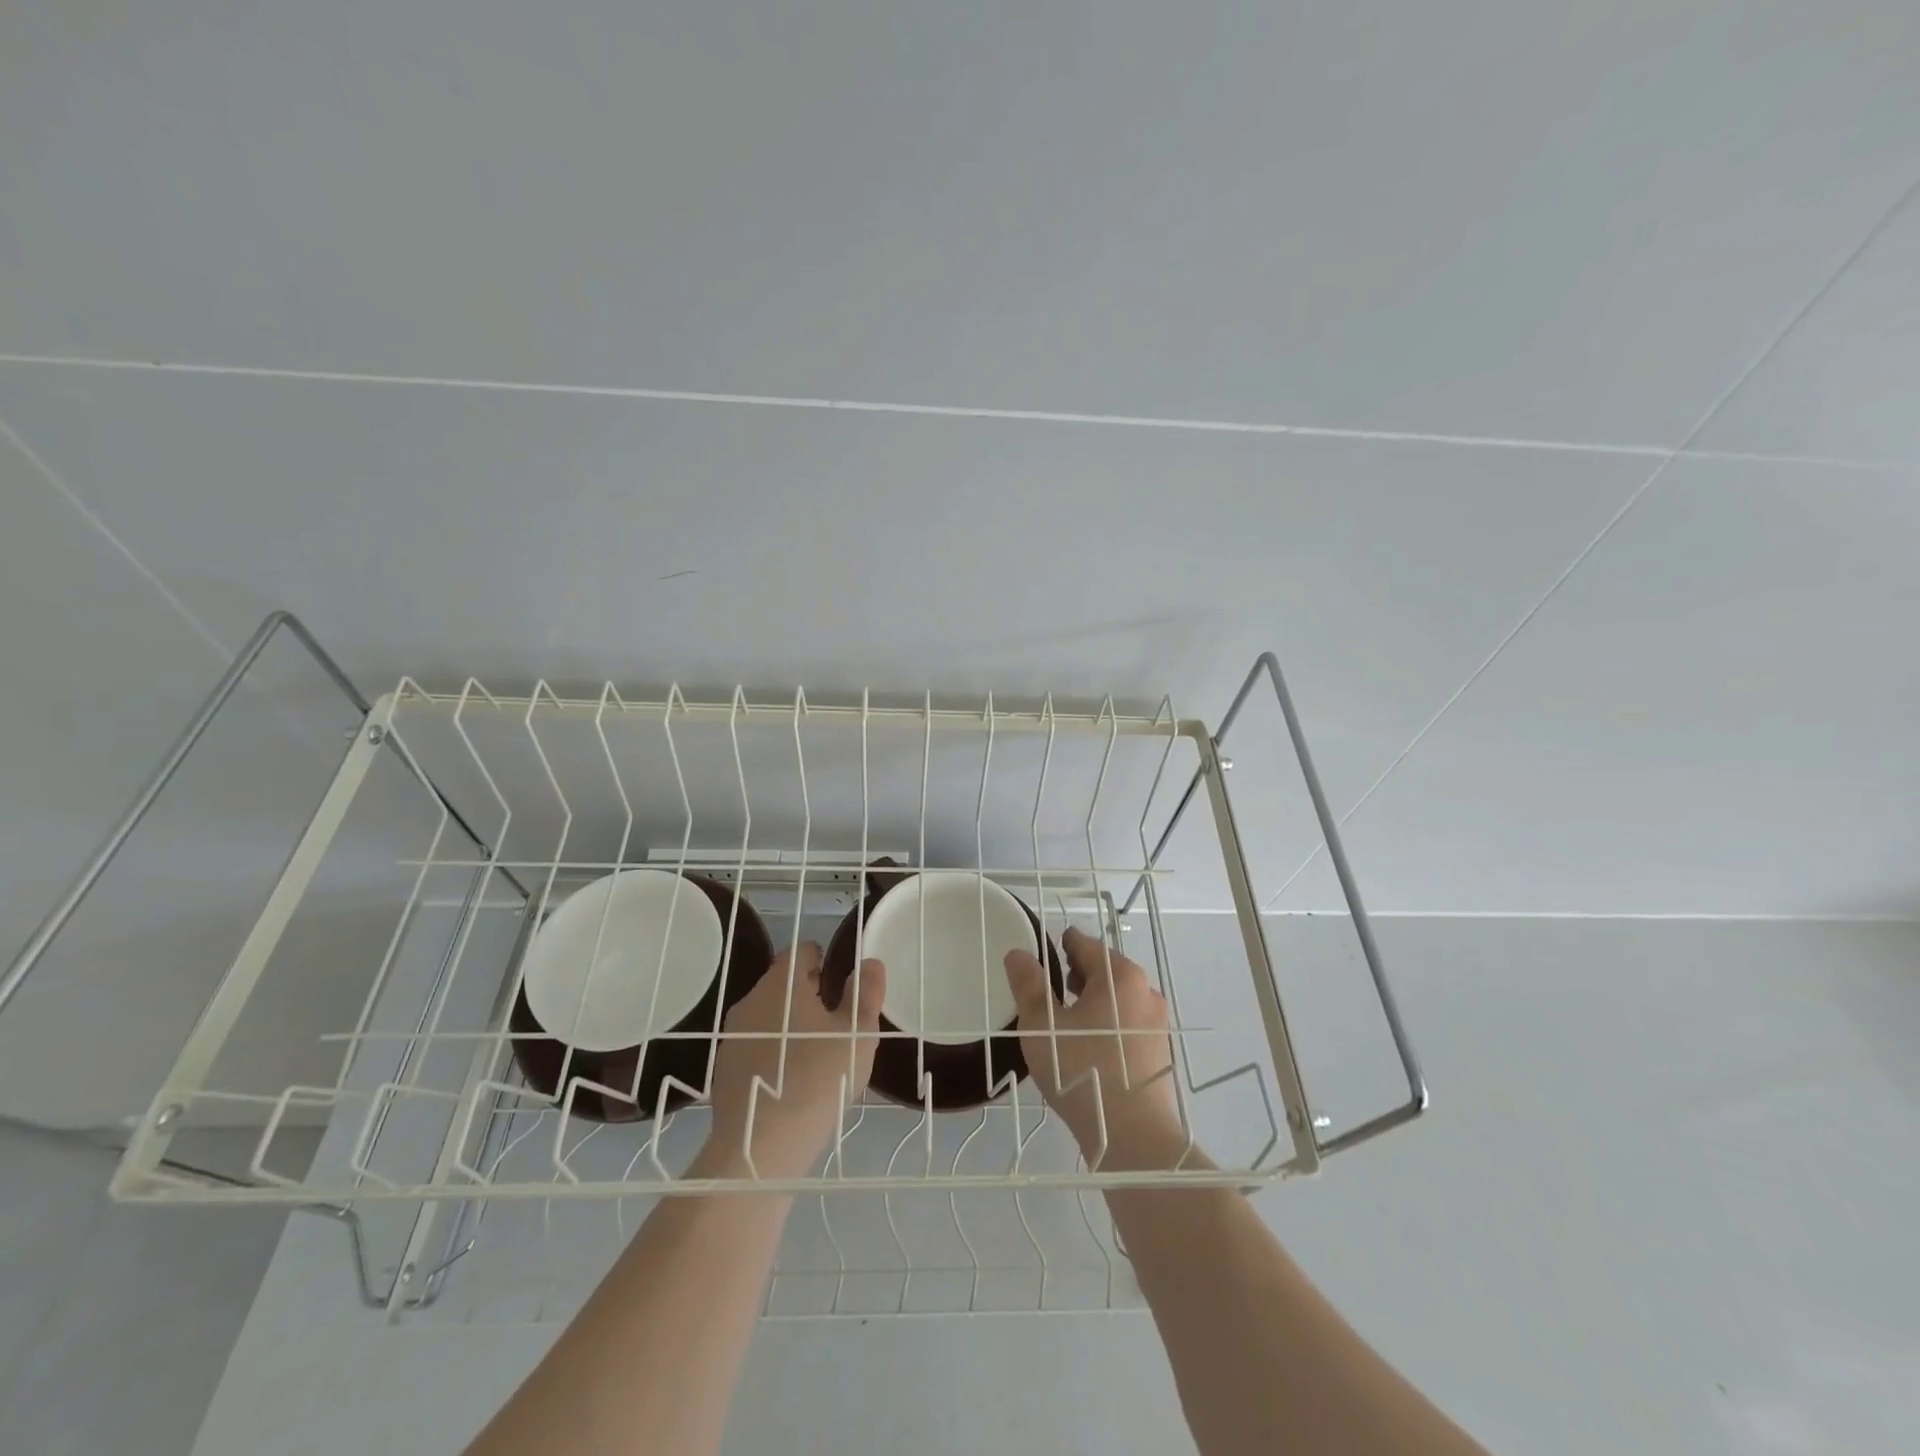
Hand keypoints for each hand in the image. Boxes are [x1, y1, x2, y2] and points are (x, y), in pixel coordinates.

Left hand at [706, 942, 885, 1178]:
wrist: (760, 1148)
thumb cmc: (817, 1080)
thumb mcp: (856, 1034)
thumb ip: (865, 993)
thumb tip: (869, 962)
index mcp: (782, 983)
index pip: (803, 951)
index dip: (826, 962)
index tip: (843, 991)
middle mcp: (752, 999)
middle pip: (785, 982)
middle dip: (812, 995)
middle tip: (838, 1027)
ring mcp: (733, 1034)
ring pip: (770, 1014)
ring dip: (792, 1024)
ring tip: (817, 1057)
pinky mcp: (725, 1067)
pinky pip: (756, 1044)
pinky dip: (774, 1051)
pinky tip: (792, 1082)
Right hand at [1004, 926, 1188, 1169]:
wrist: (1133, 1137)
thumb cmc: (1082, 1070)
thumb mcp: (1043, 1026)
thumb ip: (1029, 985)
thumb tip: (1019, 953)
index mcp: (1120, 976)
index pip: (1086, 944)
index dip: (1062, 945)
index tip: (1044, 952)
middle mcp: (1145, 991)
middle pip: (1106, 969)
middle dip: (1078, 972)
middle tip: (1052, 987)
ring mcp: (1156, 1023)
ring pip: (1119, 998)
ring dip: (1094, 999)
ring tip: (1067, 1018)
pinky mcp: (1159, 1052)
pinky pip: (1128, 1023)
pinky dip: (1108, 1022)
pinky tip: (1090, 1046)